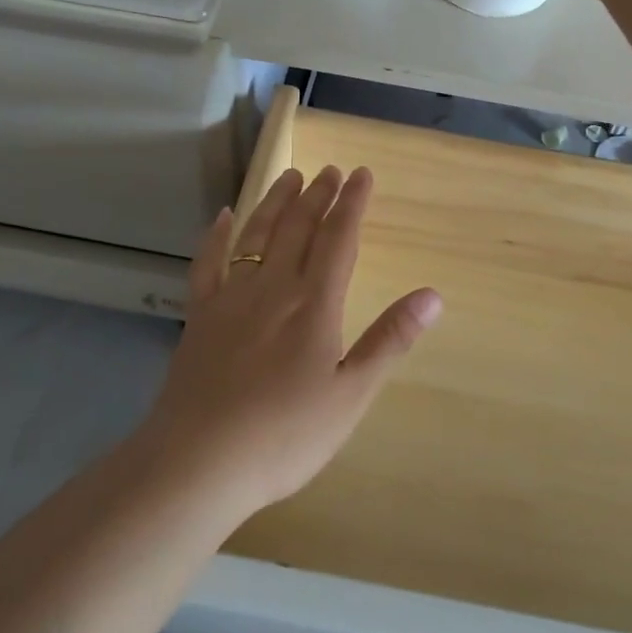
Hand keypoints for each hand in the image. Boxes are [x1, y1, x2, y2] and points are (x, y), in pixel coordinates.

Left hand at [137, 165, 441, 515]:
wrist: (199, 461)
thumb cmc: (285, 435)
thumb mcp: (351, 395)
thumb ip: (389, 340)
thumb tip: (432, 294)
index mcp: (314, 305)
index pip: (338, 240)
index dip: (352, 204)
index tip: (362, 175)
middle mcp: (273, 289)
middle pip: (298, 229)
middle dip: (318, 195)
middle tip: (331, 171)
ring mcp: (231, 299)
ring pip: (256, 235)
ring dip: (276, 202)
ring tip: (290, 176)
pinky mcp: (199, 316)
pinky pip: (208, 263)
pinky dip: (216, 236)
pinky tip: (222, 217)